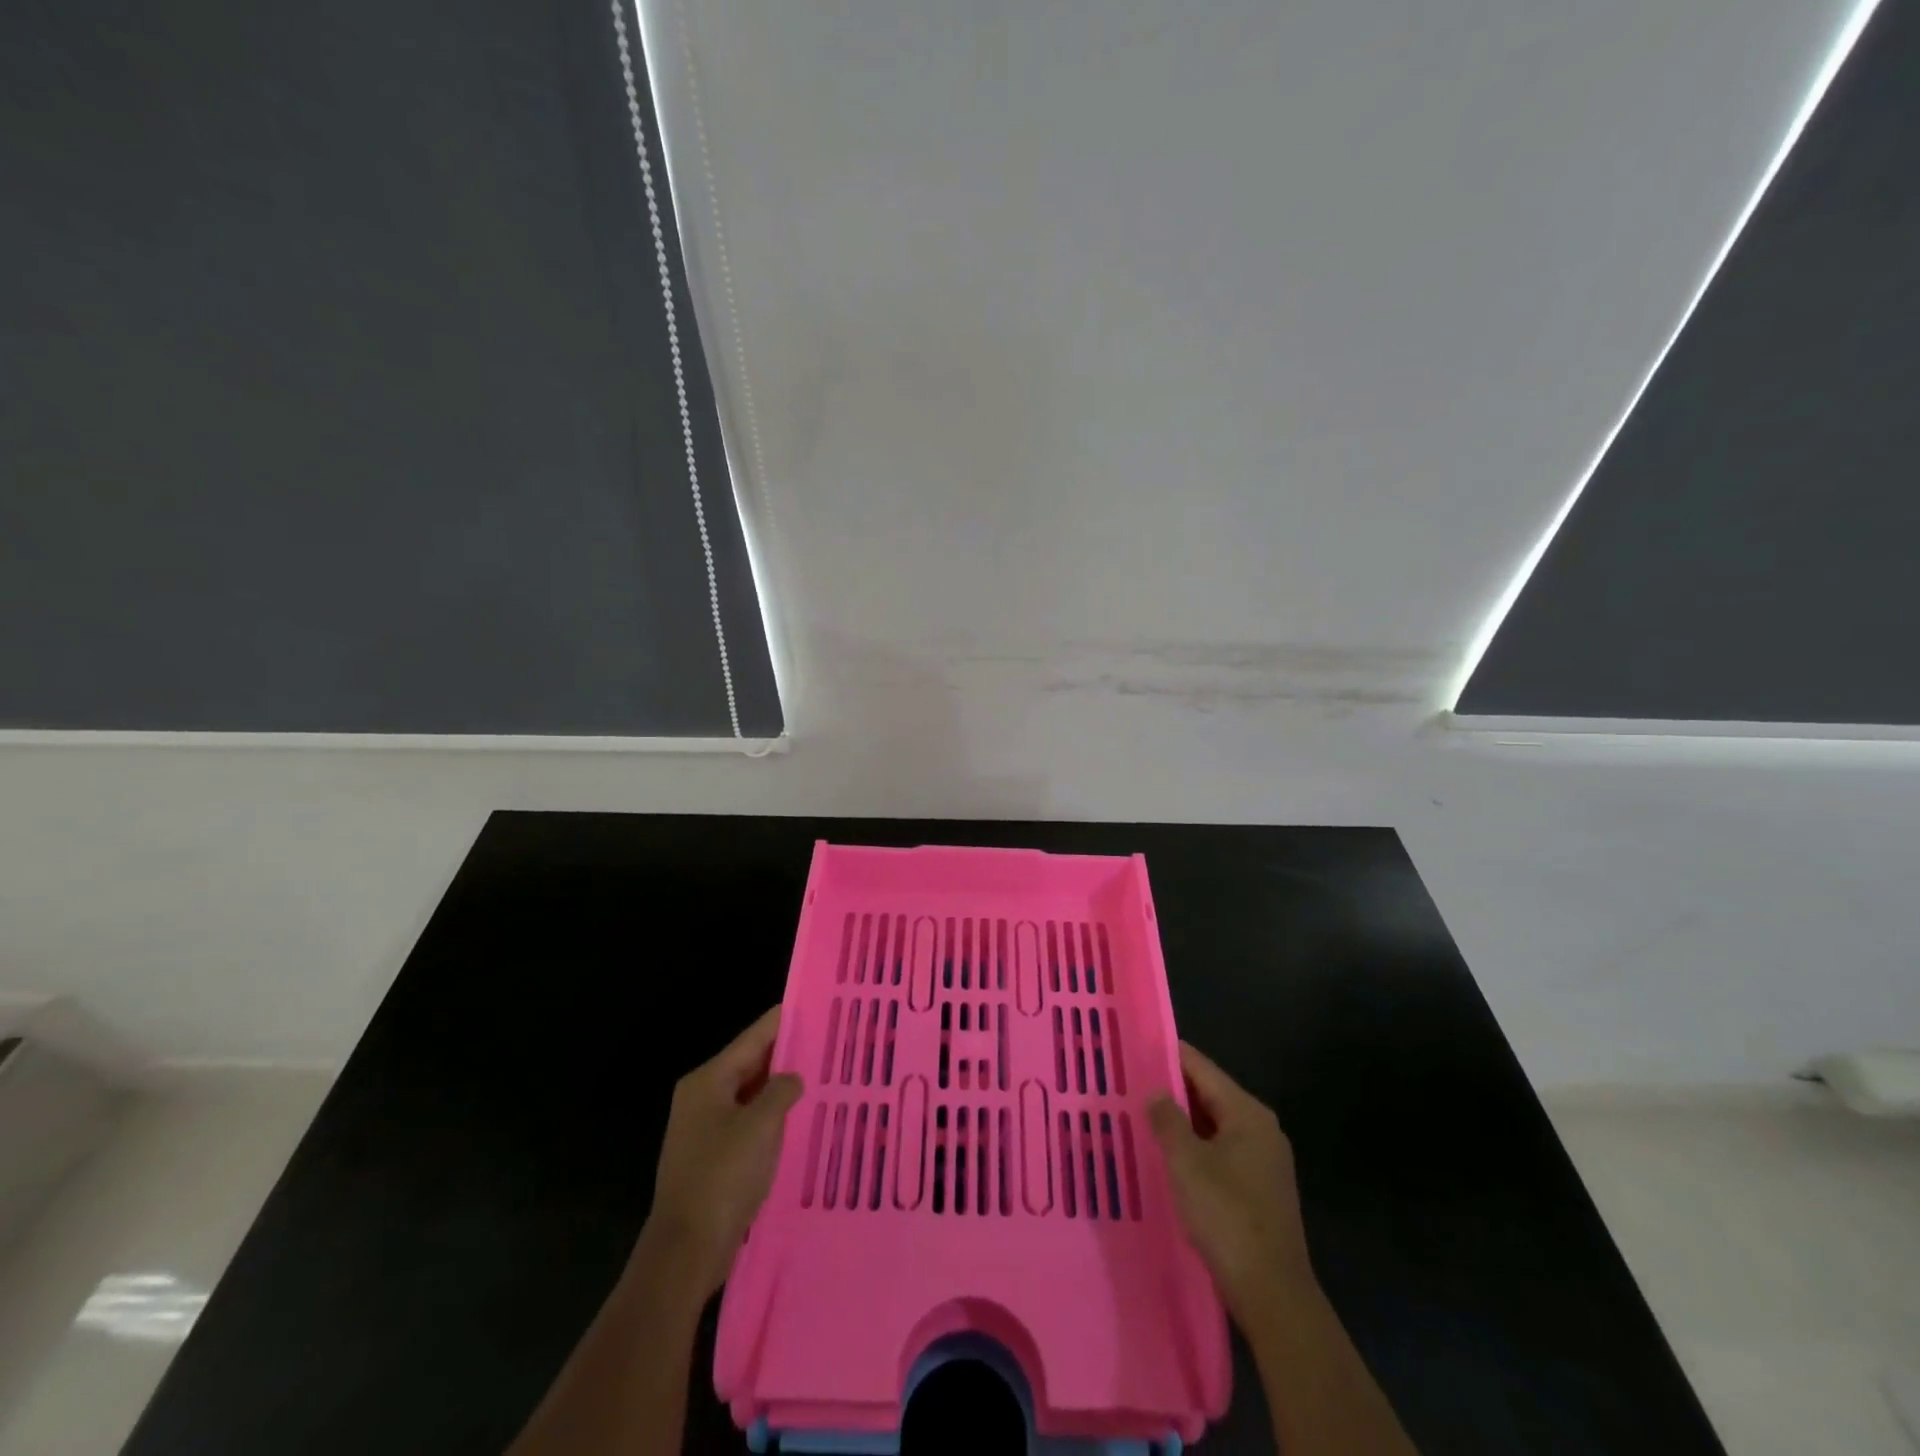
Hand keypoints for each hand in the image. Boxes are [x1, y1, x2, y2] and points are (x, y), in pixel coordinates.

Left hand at [641, 1006, 802, 1300]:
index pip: (752, 1038)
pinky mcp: (713, 1157)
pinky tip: (800, 1119)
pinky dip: (772, 1117)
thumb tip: (792, 1078)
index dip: (783, 1020)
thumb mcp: (760, 1126)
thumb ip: (781, 1091)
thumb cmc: (722, 1177)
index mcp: (708, 1081)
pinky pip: (749, 1122)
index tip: (813, 1005)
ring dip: (781, 1088)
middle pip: (750, 1064)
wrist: (686, 1250)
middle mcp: (703, 1097)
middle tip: (827, 1042)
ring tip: (821, 1076)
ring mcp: (705, 1128)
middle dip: (786, 1054)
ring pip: (751, 1094)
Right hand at [1148, 1041, 1314, 1329]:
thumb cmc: (1227, 1216)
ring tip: (1141, 1117)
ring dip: (1182, 1123)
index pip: (1202, 1069)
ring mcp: (1263, 1162)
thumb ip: (1168, 1120)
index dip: (1170, 1056)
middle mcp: (1261, 1130)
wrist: (1272, 1293)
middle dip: (1172, 1091)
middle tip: (1131, 1083)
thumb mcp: (1187, 1162)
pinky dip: (1195, 1149)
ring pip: (1214, 1127)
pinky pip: (1220, 1153)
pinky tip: (1168, 1157)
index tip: (1137, 1046)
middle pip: (1210, 1096)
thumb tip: (1156, 1092)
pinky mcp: (1259, 1190)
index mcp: (1248, 1113)